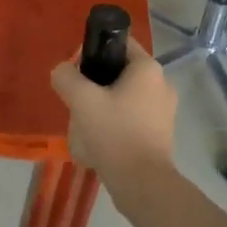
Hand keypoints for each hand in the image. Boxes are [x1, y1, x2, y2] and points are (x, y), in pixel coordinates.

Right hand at [49, 38, 176, 185]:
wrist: (142, 183)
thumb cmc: (114, 133)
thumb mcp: (82, 100)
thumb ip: (66, 77)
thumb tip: (63, 71)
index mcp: (147, 69)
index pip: (119, 43)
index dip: (93, 51)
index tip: (75, 71)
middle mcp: (161, 84)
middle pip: (119, 72)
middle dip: (94, 85)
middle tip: (76, 102)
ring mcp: (164, 111)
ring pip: (123, 97)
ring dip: (101, 107)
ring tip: (84, 127)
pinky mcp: (160, 133)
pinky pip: (131, 118)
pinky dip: (114, 125)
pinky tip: (98, 143)